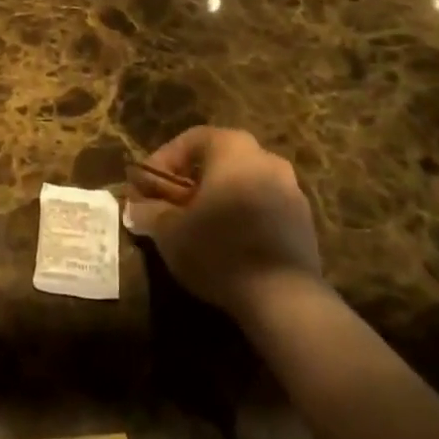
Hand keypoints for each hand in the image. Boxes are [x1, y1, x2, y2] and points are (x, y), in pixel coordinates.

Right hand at [127, 126, 323, 317]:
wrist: (284, 298)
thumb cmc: (219, 248)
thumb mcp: (169, 230)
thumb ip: (149, 212)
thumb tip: (133, 207)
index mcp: (232, 147)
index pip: (190, 140)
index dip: (163, 162)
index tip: (147, 188)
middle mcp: (265, 157)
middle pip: (219, 160)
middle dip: (192, 180)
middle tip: (172, 205)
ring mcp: (291, 189)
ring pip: (244, 183)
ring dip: (220, 199)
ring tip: (199, 227)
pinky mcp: (305, 222)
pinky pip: (264, 207)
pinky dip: (244, 217)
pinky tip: (229, 244)